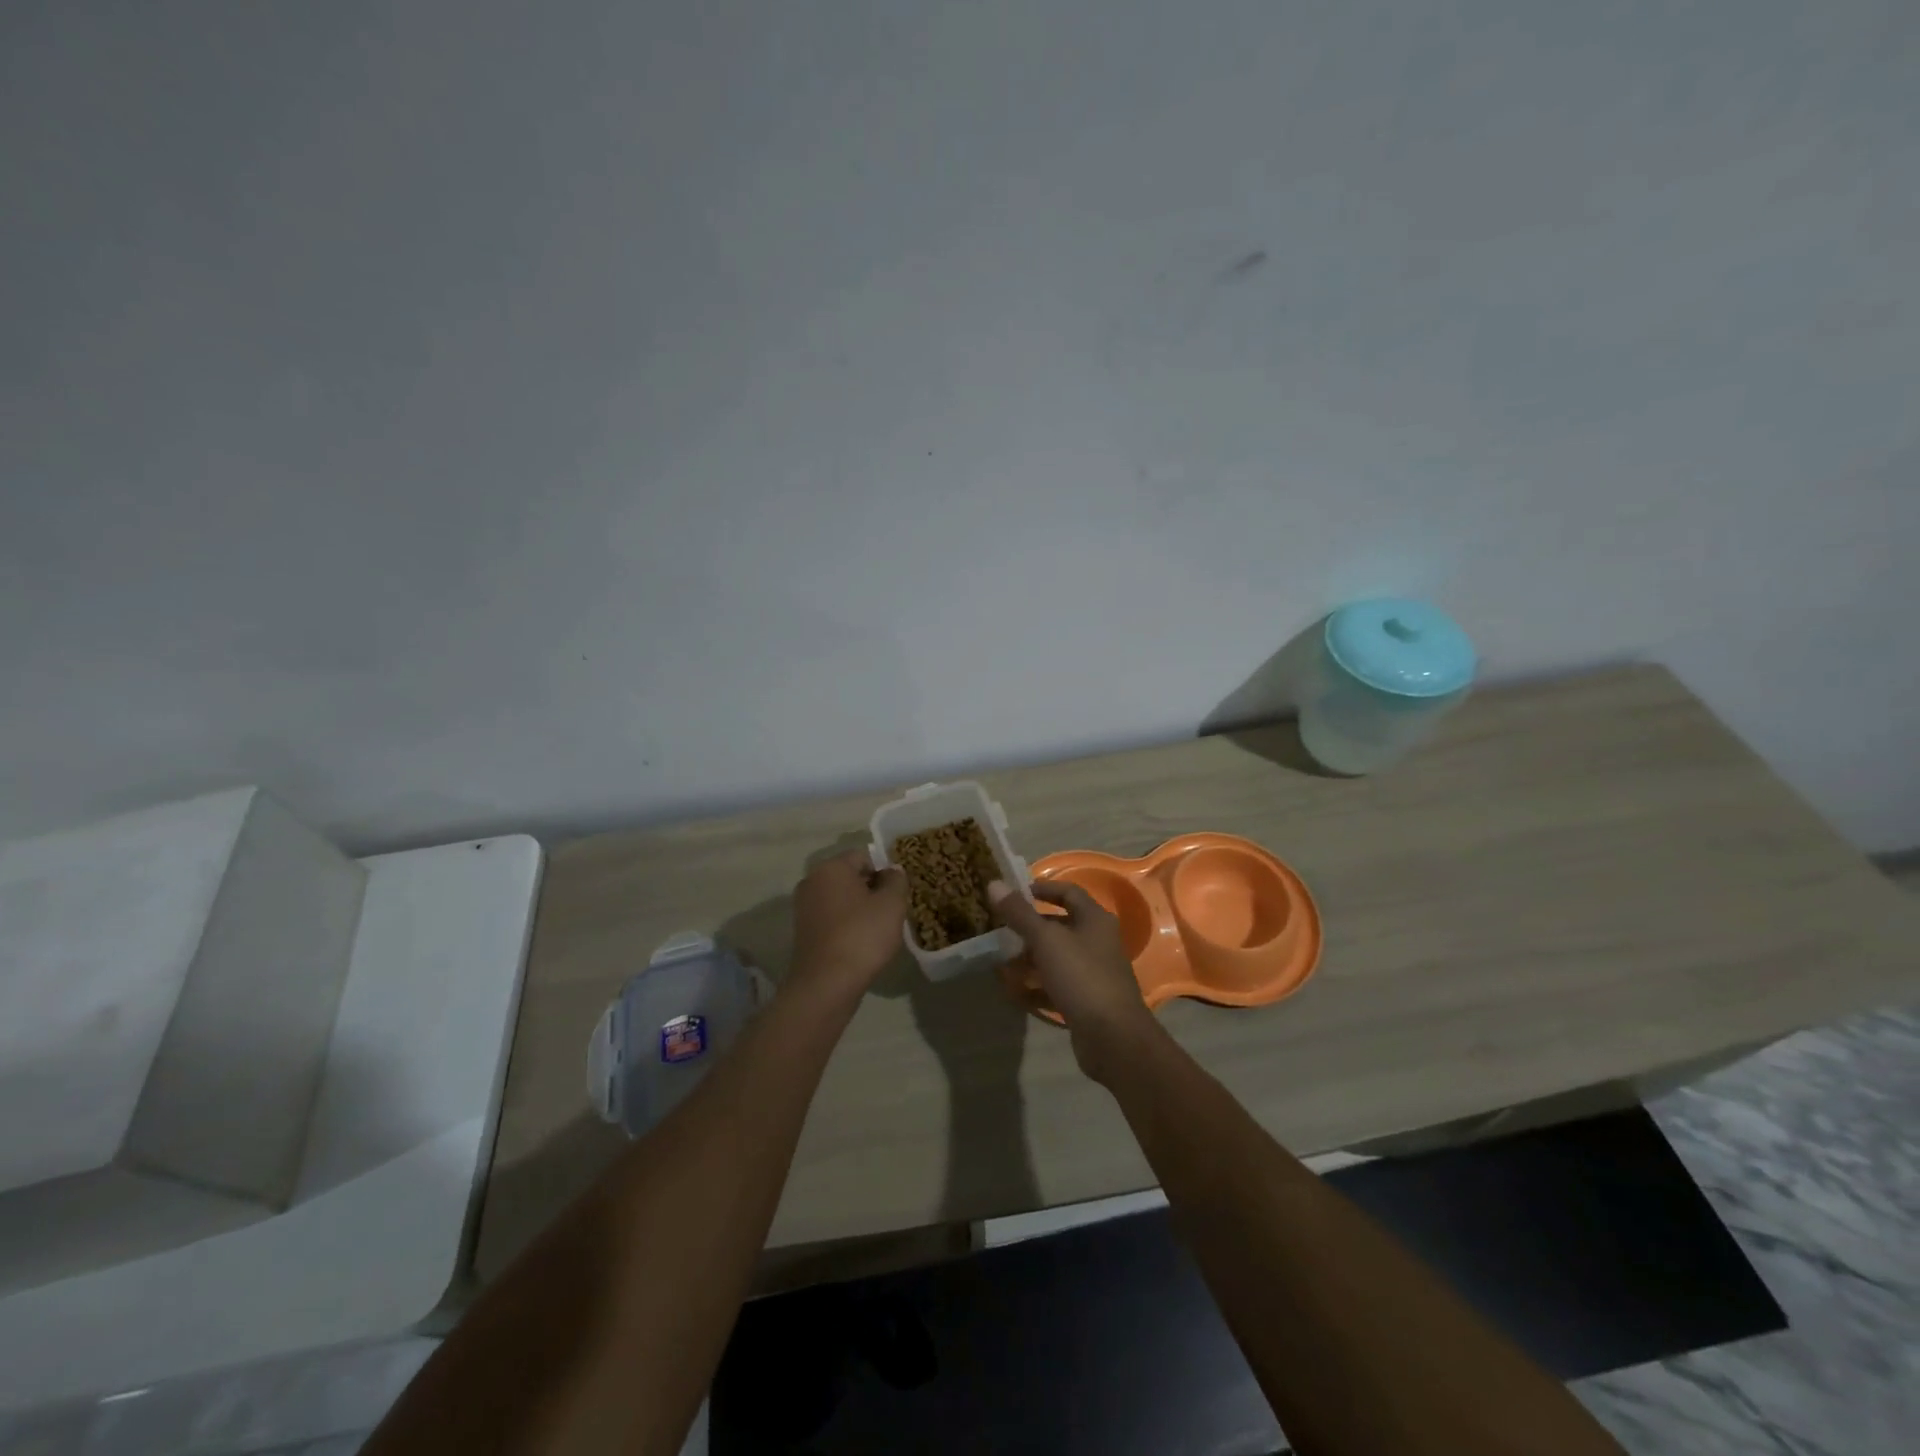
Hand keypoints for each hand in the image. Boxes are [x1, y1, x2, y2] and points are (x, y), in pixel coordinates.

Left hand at [789, 849, 908, 999]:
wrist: (826, 984)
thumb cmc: (862, 935)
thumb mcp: (892, 904)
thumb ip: (896, 880)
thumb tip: (892, 871)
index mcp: (831, 868)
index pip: (864, 856)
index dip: (886, 870)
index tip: (899, 891)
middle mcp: (812, 881)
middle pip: (850, 876)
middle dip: (872, 889)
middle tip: (893, 910)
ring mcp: (804, 908)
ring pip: (841, 898)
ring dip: (860, 908)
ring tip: (879, 929)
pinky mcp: (803, 932)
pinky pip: (832, 918)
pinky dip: (847, 924)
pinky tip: (861, 942)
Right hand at [989, 879, 1159, 1081]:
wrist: (1113, 1037)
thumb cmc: (1081, 977)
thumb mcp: (1046, 940)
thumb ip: (1019, 913)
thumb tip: (995, 883)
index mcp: (1095, 919)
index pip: (1068, 892)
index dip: (1043, 889)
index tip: (1015, 893)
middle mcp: (1097, 942)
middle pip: (1060, 927)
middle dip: (1029, 930)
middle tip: (1001, 933)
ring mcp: (1093, 973)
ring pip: (1056, 959)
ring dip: (1029, 961)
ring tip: (1002, 967)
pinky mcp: (1087, 1000)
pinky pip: (1057, 987)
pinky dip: (1037, 988)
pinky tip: (1015, 995)